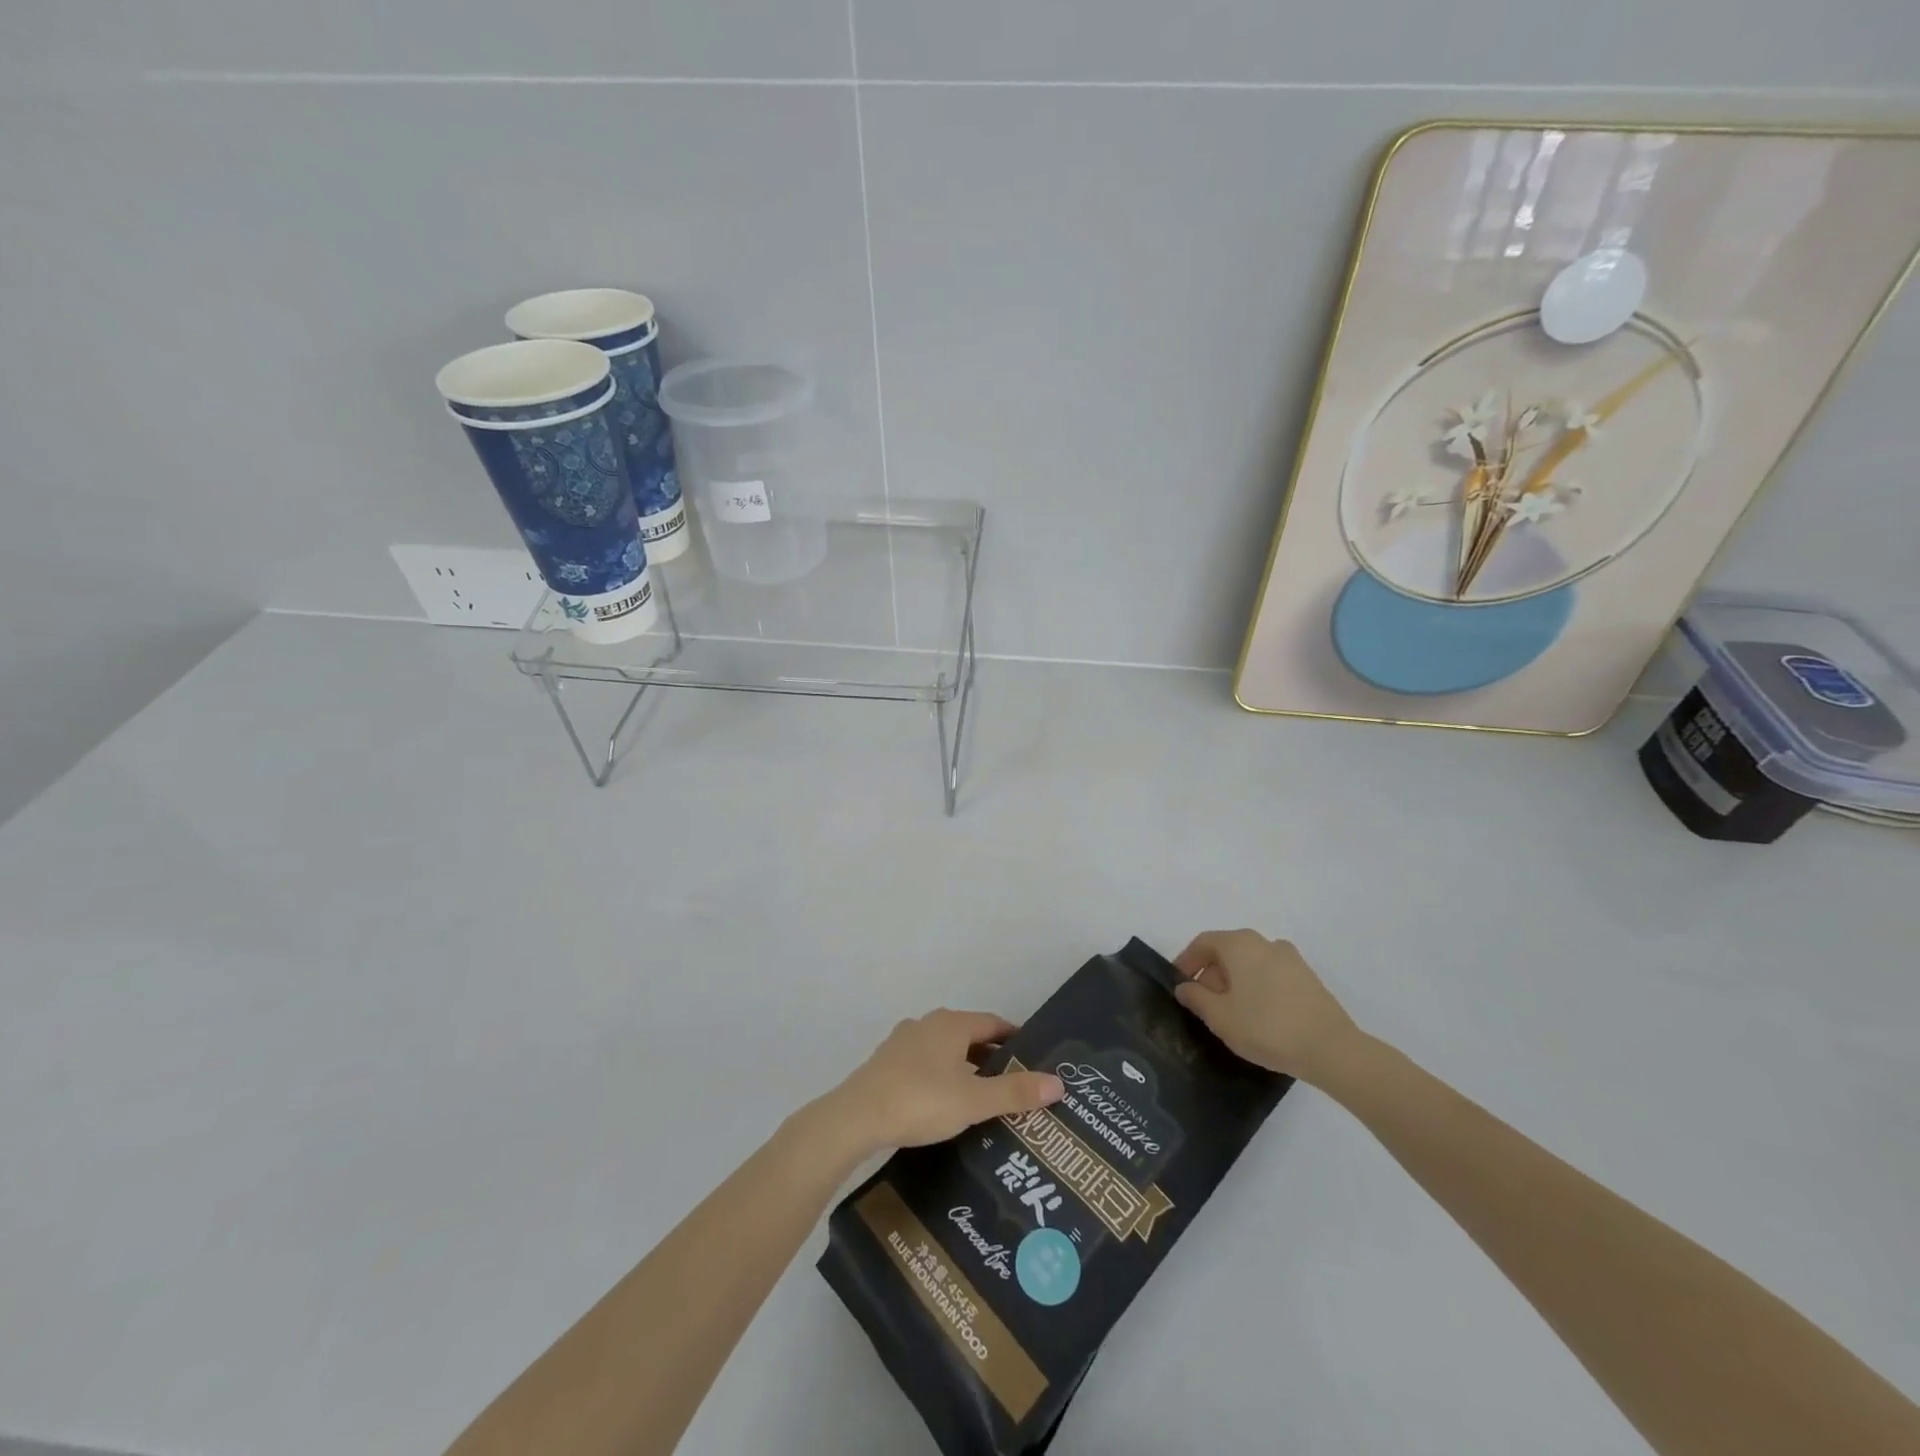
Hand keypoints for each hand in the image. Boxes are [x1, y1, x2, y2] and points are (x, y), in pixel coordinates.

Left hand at [809, 1010, 1064, 1161]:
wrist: (856, 1117)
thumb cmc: (921, 1101)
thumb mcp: (974, 1100)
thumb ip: (1015, 1092)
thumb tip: (1058, 1083)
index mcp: (952, 1024)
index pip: (993, 1023)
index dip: (1014, 1039)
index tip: (1033, 1060)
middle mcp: (928, 1024)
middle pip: (969, 1036)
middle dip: (991, 1057)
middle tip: (1014, 1085)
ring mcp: (903, 1042)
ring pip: (945, 1051)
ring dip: (965, 1069)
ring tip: (983, 1099)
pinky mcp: (886, 1063)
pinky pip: (925, 1064)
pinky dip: (941, 1077)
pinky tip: (945, 1104)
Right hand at [1173, 929, 1363, 1086]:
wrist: (1331, 1049)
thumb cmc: (1266, 1027)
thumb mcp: (1220, 1017)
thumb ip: (1196, 998)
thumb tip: (1185, 987)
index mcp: (1240, 944)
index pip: (1203, 942)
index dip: (1186, 961)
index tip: (1179, 984)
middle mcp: (1265, 942)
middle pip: (1228, 951)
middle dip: (1211, 974)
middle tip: (1203, 1004)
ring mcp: (1291, 959)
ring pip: (1251, 963)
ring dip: (1235, 982)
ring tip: (1231, 1014)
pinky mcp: (1308, 978)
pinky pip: (1271, 975)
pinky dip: (1257, 988)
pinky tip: (1259, 1017)